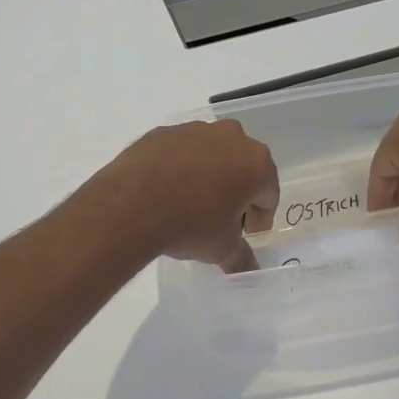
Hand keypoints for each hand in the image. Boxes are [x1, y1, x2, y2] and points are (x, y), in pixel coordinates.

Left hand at [92, 120, 278, 271]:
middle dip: (236, 192)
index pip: (268, 194)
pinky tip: (166, 191)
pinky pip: (182, 152)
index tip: (243, 234)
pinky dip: (181, 168)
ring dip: (209, 177)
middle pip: (243, 168)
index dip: (258, 218)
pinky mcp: (164, 131)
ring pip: (212, 156)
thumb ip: (241, 257)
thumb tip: (249, 269)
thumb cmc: (190, 224)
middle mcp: (231, 136)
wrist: (130, 205)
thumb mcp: (221, 248)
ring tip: (189, 205)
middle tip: (220, 220)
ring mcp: (195, 129)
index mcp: (256, 162)